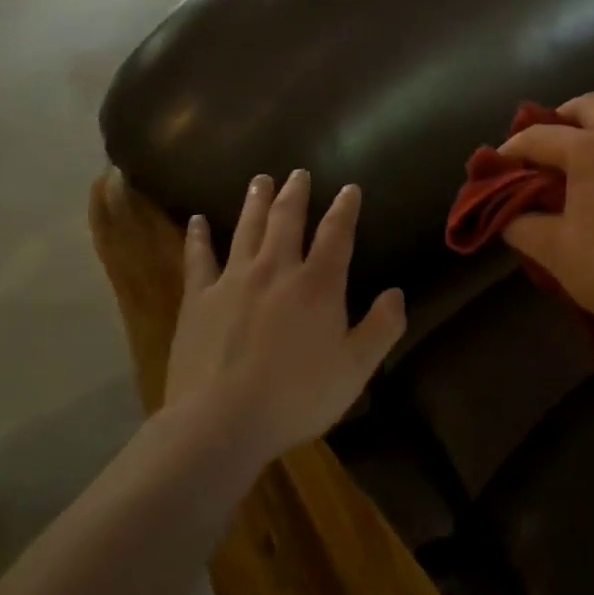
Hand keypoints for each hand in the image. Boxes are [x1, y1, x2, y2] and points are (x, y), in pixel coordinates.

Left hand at [163, 170, 404, 466]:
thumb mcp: (355, 369)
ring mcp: (234, 280)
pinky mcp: (199, 299)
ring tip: (260, 180)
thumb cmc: (296, 397)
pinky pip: (198, 258)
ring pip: (247, 228)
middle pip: (288, 220)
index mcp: (318, 284)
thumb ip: (381, 328)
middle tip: (298, 172)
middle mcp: (277, 270)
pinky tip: (196, 221)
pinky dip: (198, 237)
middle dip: (296, 193)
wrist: (220, 422)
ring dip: (256, 201)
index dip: (345, 208)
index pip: (337, 234)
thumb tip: (397, 294)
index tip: (349, 188)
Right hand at [499, 93, 593, 347]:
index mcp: (593, 149)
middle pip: (589, 105)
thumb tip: (507, 215)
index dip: (513, 149)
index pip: (541, 136)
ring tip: (578, 168)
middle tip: (543, 150)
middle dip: (560, 119)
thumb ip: (520, 225)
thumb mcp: (554, 251)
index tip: (496, 166)